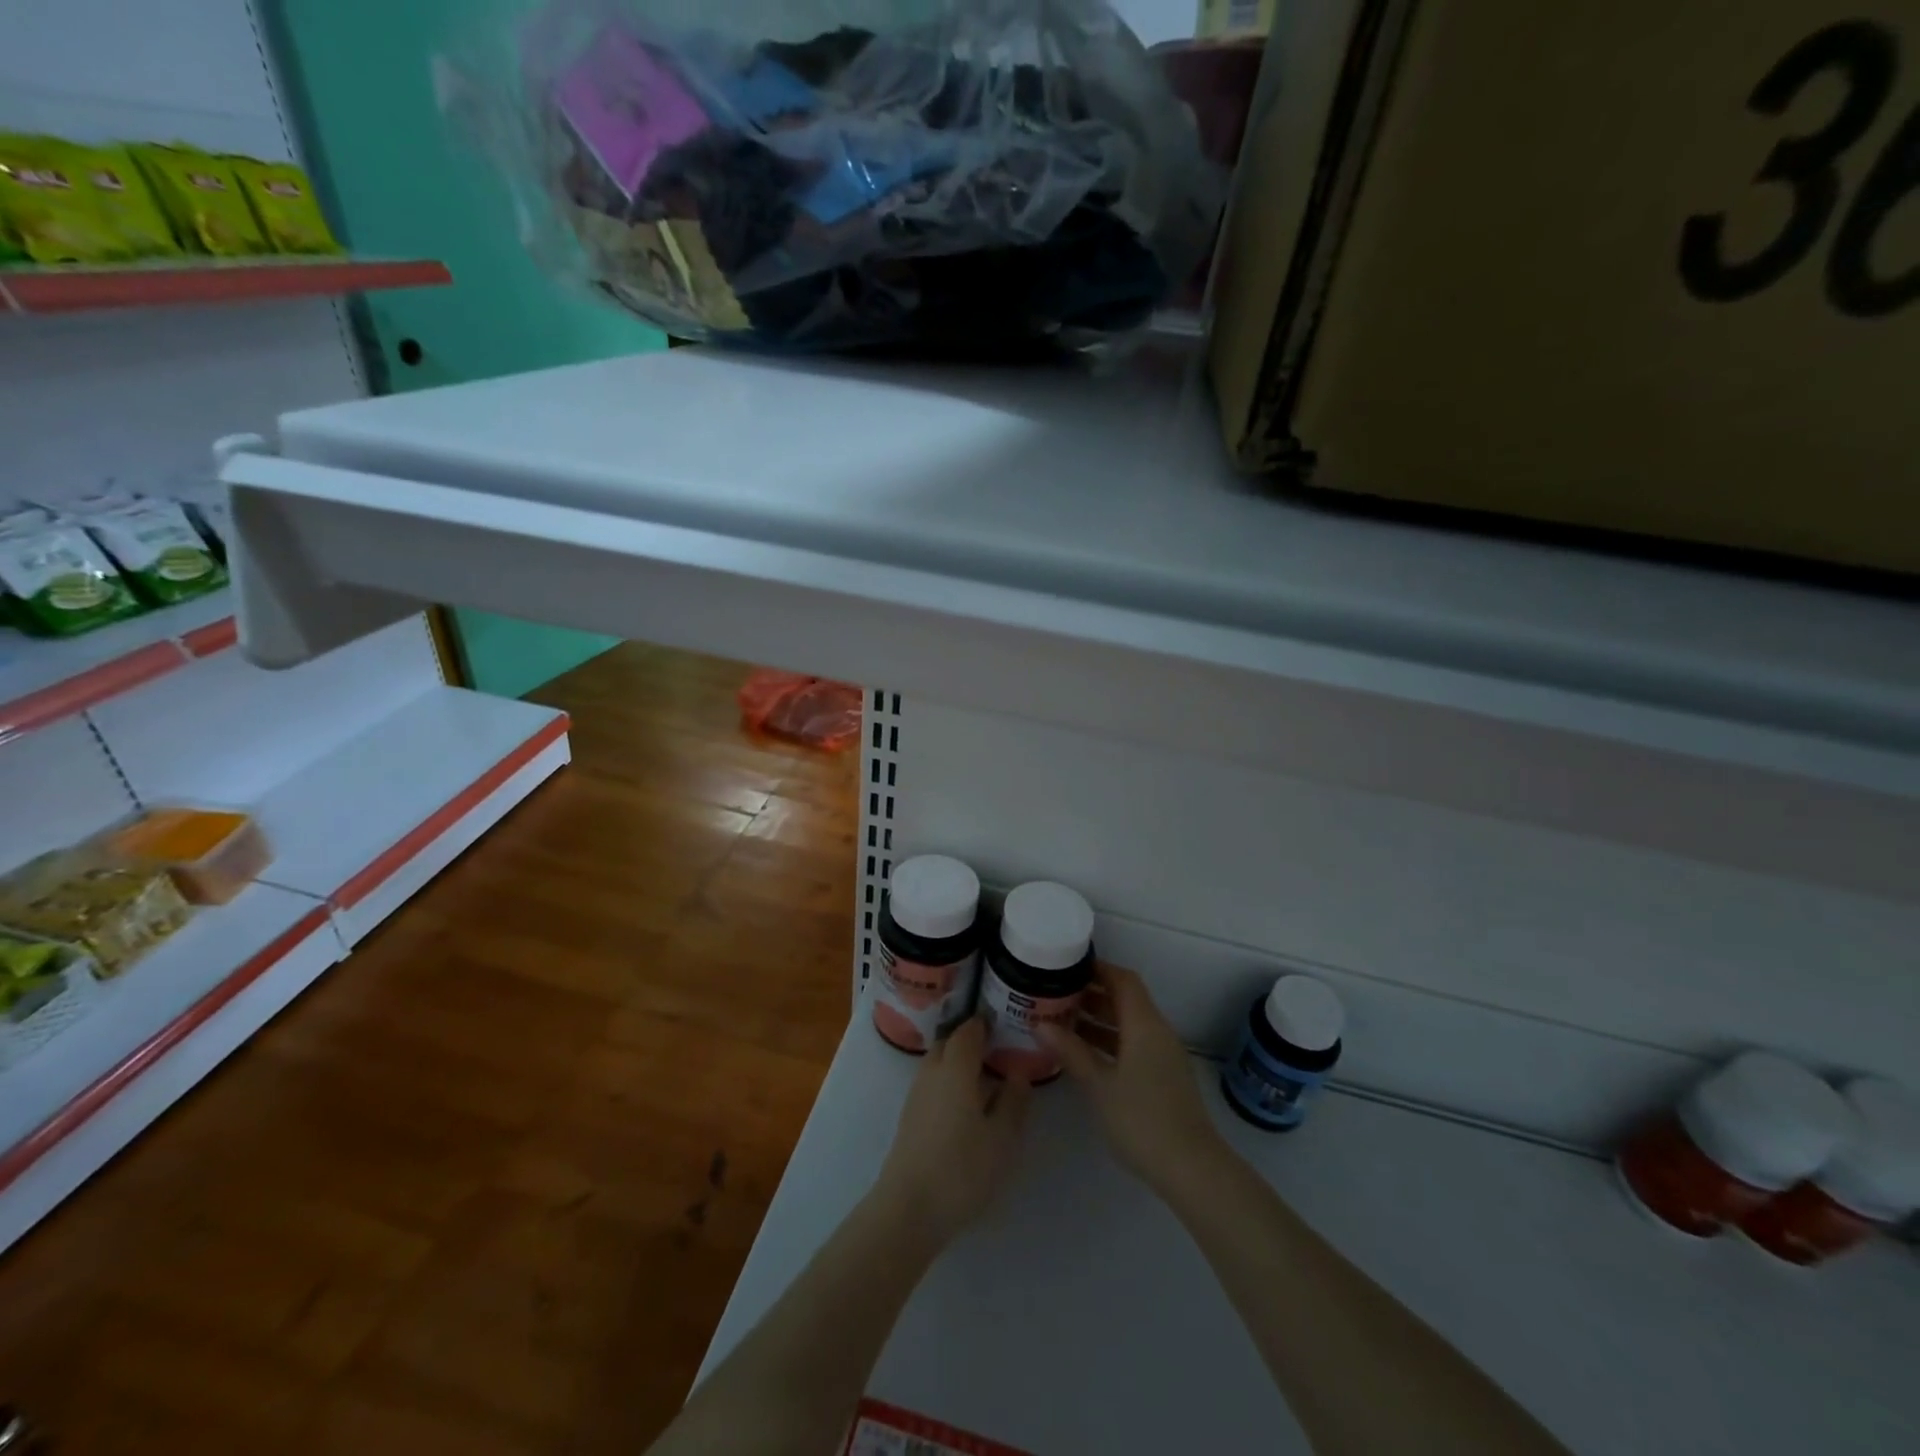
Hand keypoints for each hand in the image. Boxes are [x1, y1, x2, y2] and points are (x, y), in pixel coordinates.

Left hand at [873, 1017, 1030, 1245]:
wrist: (909, 1208)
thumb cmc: (962, 1168)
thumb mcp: (1002, 1138)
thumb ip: (1014, 1101)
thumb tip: (1019, 1074)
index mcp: (956, 1066)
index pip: (970, 1029)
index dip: (987, 1023)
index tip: (1007, 1024)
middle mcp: (932, 1070)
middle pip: (951, 1042)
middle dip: (972, 1040)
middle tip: (1000, 1050)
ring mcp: (917, 1093)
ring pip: (940, 1063)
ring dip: (960, 1062)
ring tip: (988, 1078)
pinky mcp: (910, 1116)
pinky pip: (933, 1083)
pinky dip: (950, 1081)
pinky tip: (967, 1104)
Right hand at [1040, 966, 1226, 1199]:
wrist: (1191, 1168)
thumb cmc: (1141, 1119)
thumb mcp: (1099, 1085)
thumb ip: (1070, 1051)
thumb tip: (1040, 1023)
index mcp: (1144, 1024)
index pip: (1122, 980)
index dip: (1097, 968)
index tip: (1066, 967)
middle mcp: (1157, 1032)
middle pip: (1126, 999)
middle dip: (1092, 993)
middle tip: (1056, 993)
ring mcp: (1163, 1055)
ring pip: (1129, 1023)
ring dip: (1099, 1019)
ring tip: (1062, 1020)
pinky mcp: (1163, 1076)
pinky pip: (1134, 1044)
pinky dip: (1110, 1041)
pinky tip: (1084, 1053)